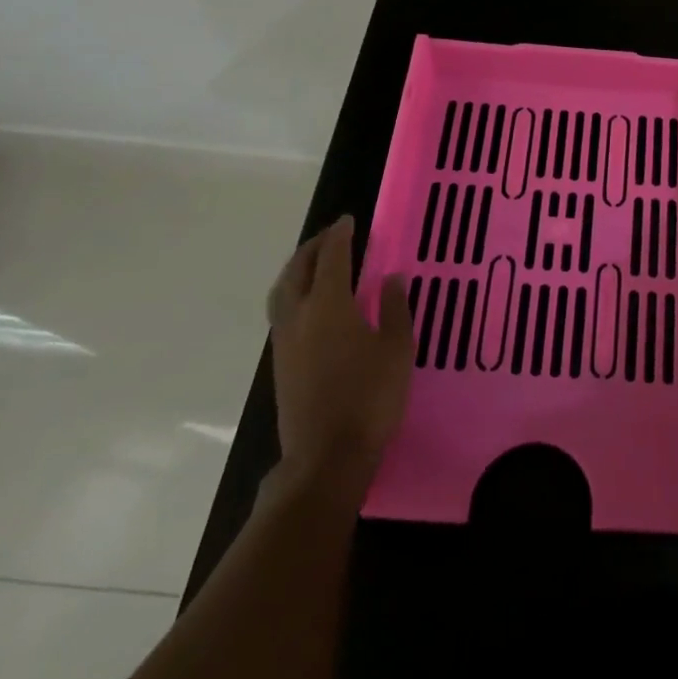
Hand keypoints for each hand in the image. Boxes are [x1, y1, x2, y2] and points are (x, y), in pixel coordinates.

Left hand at [266, 216, 412, 489]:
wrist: (326, 457)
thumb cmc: (370, 398)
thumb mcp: (397, 349)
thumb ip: (395, 309)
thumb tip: (392, 278)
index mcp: (329, 305)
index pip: (332, 257)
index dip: (340, 235)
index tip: (349, 220)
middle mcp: (299, 315)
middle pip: (298, 270)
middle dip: (313, 247)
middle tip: (331, 236)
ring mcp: (285, 341)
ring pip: (282, 291)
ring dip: (296, 269)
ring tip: (314, 263)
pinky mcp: (280, 363)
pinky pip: (281, 311)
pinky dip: (292, 292)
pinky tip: (309, 303)